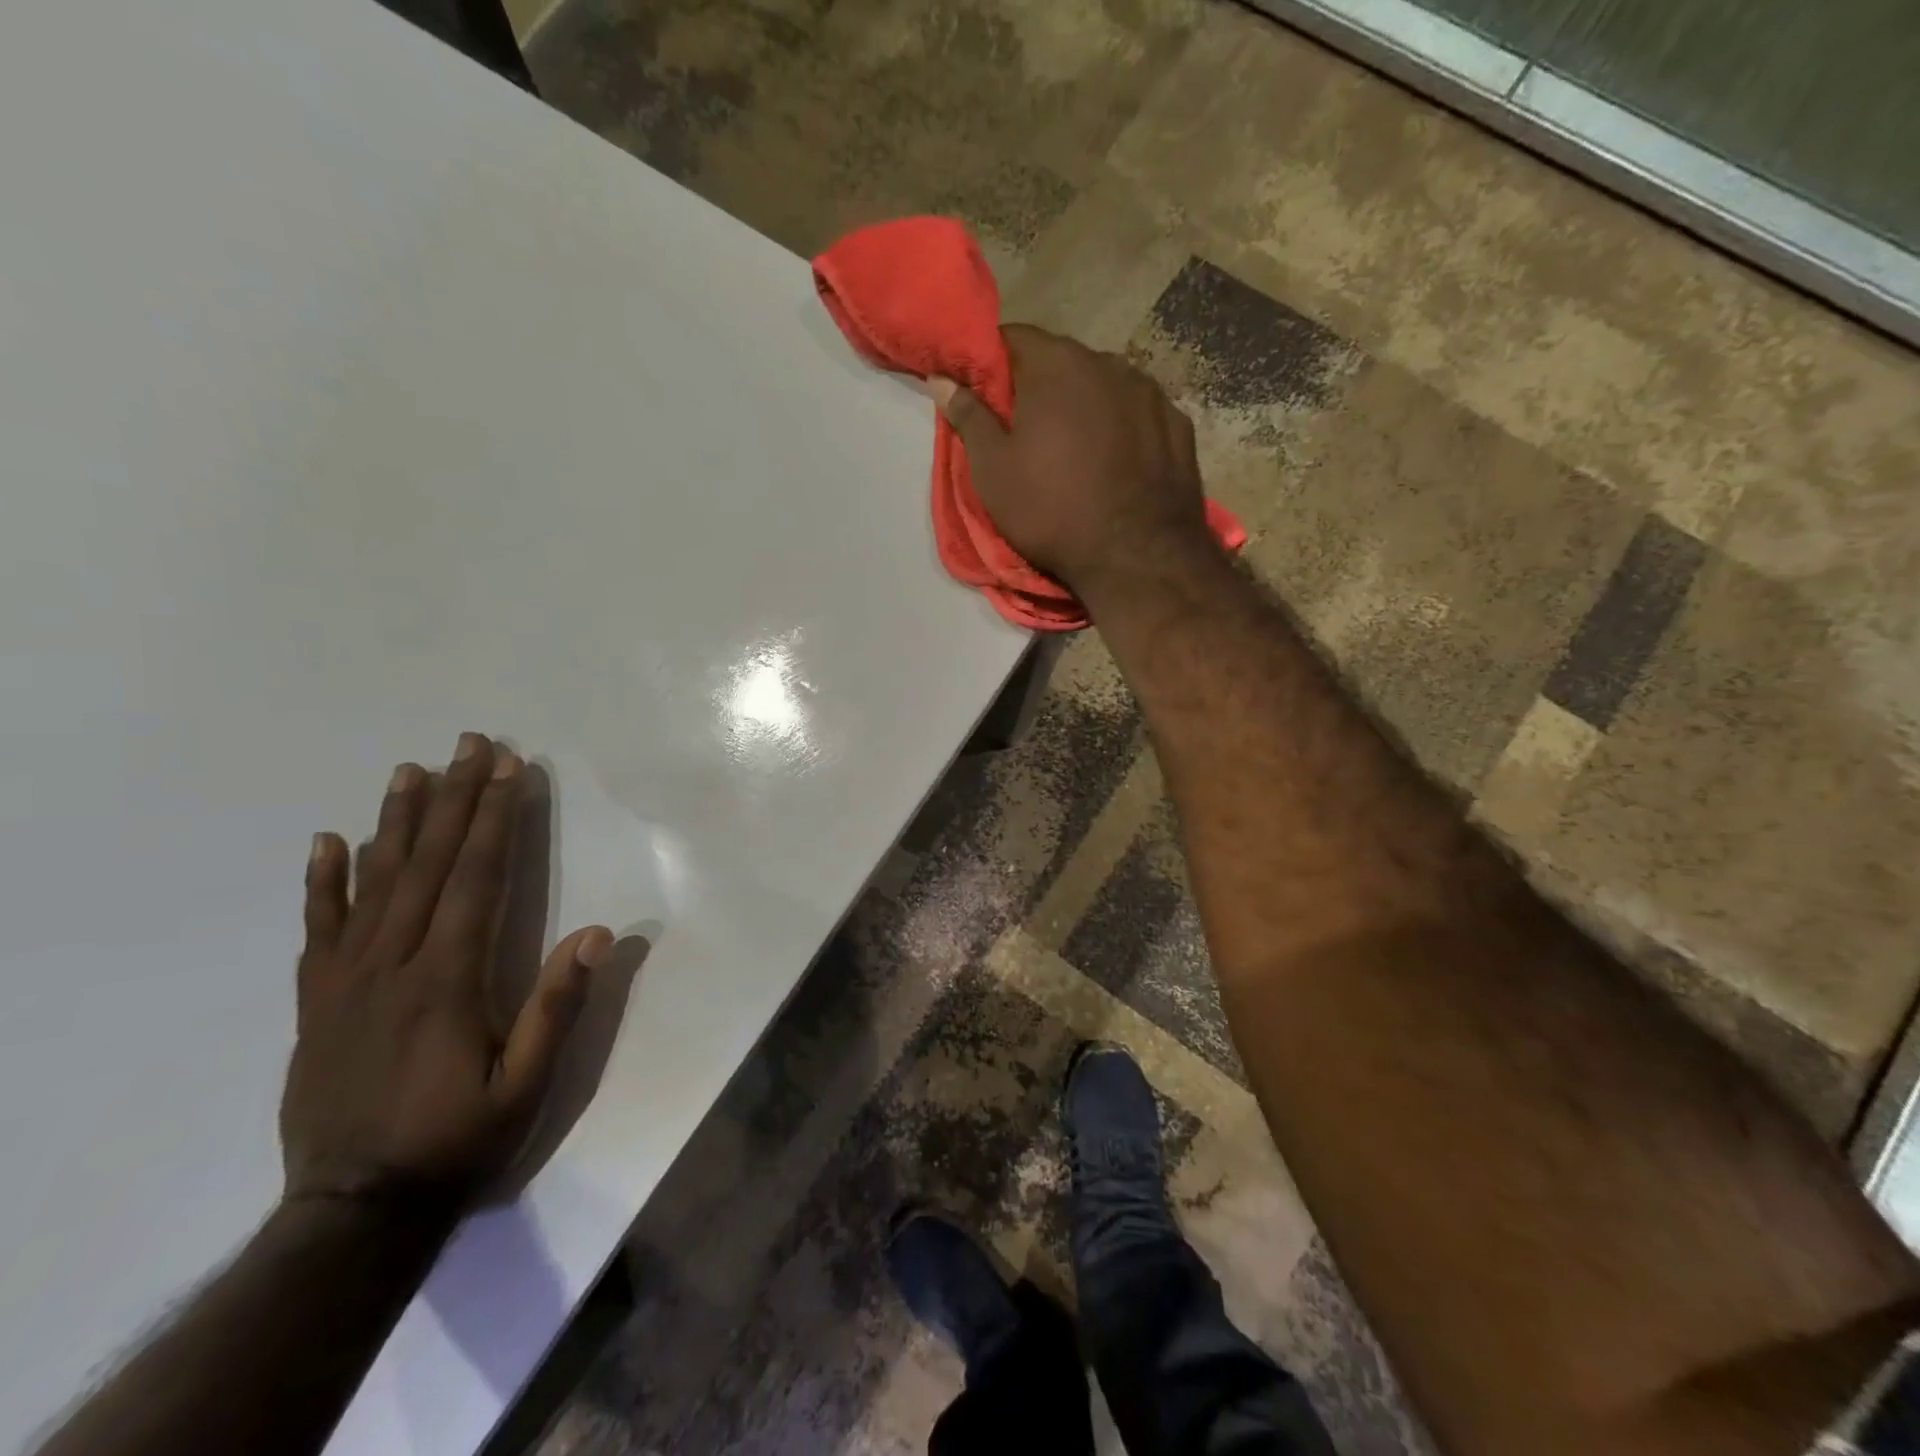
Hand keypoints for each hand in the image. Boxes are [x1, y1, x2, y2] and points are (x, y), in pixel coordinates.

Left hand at [281, 733, 612, 1208]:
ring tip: (410, 770)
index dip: (496, 819)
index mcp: (447, 978)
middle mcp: (393, 965)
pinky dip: (323, 883)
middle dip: (455, 799)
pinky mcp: (316, 1003)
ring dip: (398, 822)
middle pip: (429, 865)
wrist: (355, 1213)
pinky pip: (318, 931)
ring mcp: (346, 981)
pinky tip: (328, 842)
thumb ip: (558, 1006)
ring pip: (374, 884)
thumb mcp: (527, 1084)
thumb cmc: (458, 1141)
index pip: (476, 878)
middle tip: (470, 744)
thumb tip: (596, 933)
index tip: (509, 770)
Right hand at [932, 324, 1214, 597]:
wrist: (1136, 556)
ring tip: (1077, 450)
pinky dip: (1123, 427)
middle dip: (1041, 386)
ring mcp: (1151, 392)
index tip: (986, 395)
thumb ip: (969, 417)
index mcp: (1056, 366)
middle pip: (1063, 361)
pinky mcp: (1178, 425)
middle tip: (1027, 430)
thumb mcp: (993, 471)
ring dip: (1086, 405)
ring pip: (1105, 385)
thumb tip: (942, 379)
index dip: (994, 363)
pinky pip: (1139, 413)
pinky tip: (1118, 461)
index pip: (1014, 338)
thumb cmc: (1051, 511)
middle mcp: (1108, 363)